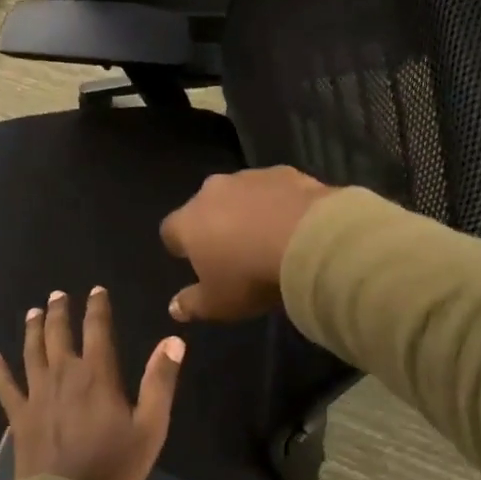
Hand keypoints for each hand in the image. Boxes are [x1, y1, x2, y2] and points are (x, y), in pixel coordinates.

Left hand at [0, 288, 183, 479]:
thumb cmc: (112, 466)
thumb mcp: (150, 427)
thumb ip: (160, 382)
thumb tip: (174, 340)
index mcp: (97, 375)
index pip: (98, 330)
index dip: (97, 308)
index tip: (96, 290)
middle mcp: (64, 375)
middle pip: (58, 335)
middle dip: (59, 312)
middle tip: (57, 295)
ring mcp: (37, 395)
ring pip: (32, 352)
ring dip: (33, 330)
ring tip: (33, 313)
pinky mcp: (19, 417)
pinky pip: (5, 387)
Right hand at [159, 166, 337, 323]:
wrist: (309, 241)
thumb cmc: (251, 276)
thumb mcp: (218, 303)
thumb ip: (192, 304)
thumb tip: (174, 307)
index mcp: (189, 222)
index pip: (171, 231)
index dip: (181, 246)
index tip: (195, 262)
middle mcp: (212, 191)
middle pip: (205, 207)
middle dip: (215, 224)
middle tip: (234, 251)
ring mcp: (249, 177)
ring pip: (240, 194)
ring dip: (247, 211)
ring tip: (268, 237)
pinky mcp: (284, 172)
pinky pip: (273, 189)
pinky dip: (278, 203)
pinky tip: (294, 224)